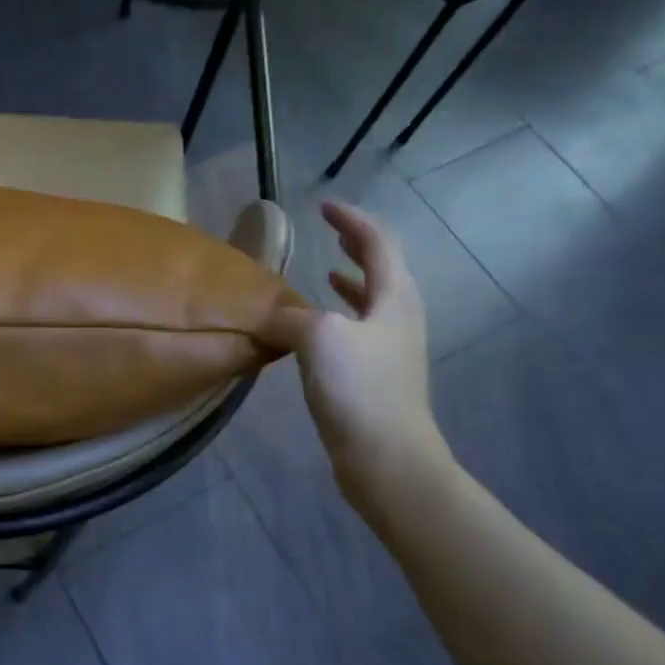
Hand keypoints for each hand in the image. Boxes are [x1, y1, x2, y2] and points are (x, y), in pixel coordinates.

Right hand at [281, 202, 447, 493]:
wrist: (385, 457)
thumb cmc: (359, 388)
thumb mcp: (319, 337)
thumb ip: (290, 315)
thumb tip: (267, 313)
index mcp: (394, 298)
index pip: (377, 243)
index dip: (352, 221)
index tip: (325, 206)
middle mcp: (397, 318)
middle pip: (381, 270)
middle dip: (357, 247)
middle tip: (331, 232)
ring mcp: (388, 350)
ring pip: (369, 302)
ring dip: (349, 283)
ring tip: (325, 272)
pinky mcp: (374, 377)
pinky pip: (354, 332)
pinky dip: (335, 318)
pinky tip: (313, 330)